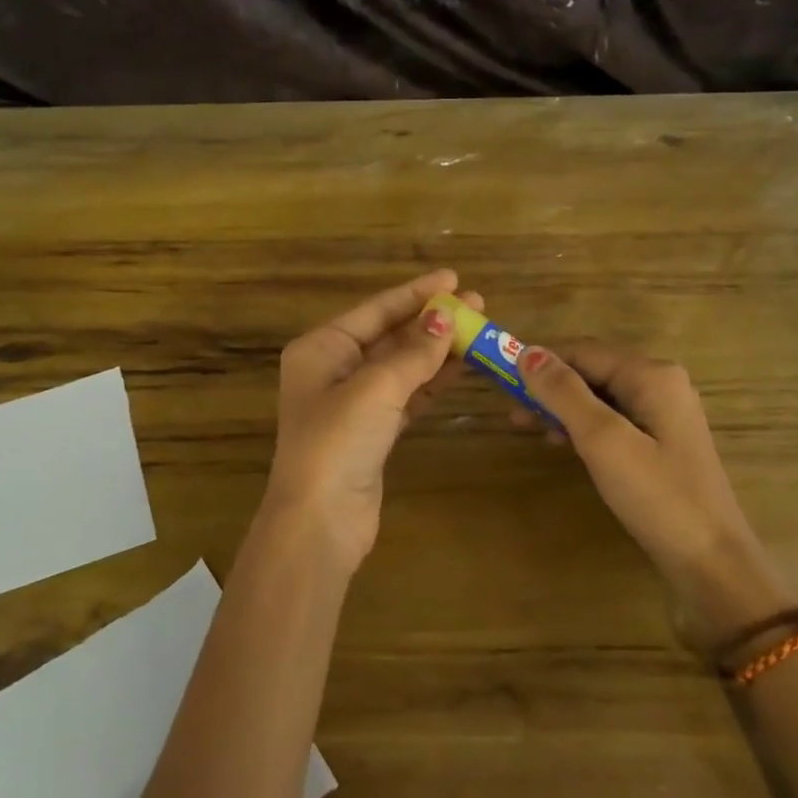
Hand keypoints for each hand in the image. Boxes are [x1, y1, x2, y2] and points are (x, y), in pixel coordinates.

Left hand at [263, 270, 477, 571]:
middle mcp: (333, 370)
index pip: (374, 310)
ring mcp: (353, 403)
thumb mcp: (376, 388)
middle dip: (431, 321)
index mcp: (321, 349)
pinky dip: (432, 382)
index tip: (453, 278)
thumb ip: (414, 352)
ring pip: (402, 367)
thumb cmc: (337, 442)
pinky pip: (407, 395)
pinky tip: (461, 367)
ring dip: (437, 350)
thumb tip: (445, 317)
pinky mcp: (373, 432)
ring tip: (478, 331)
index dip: (415, 293)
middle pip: (389, 336)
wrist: (320, 520)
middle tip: (477, 304)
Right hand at [514, 343, 796, 661]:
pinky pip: (613, 420)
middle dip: (549, 385)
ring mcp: (664, 415)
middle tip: (509, 408)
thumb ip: (564, 394)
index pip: (583, 351)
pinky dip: (583, 425)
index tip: (499, 376)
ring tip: (525, 425)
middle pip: (593, 370)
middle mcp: (661, 384)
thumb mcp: (603, 440)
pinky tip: (561, 442)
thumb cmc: (656, 496)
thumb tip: (528, 353)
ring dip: (562, 406)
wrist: (711, 562)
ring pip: (601, 397)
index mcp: (652, 375)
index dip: (540, 360)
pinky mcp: (662, 443)